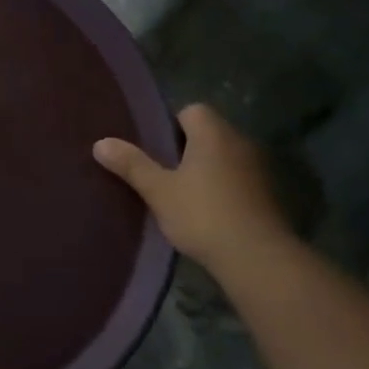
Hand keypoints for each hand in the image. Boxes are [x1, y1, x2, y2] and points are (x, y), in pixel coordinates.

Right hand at [93, 103, 289, 270]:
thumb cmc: (202, 215)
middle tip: (160, 171)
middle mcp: (240, 142)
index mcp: (214, 134)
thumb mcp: (158, 191)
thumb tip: (100, 142)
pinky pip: (238, 180)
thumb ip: (131, 165)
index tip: (153, 147)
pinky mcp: (268, 194)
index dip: (170, 125)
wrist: (257, 258)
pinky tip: (206, 212)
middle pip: (208, 133)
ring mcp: (259, 169)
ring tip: (180, 193)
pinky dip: (222, 188)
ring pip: (224, 158)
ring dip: (205, 170)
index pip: (192, 110)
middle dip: (185, 148)